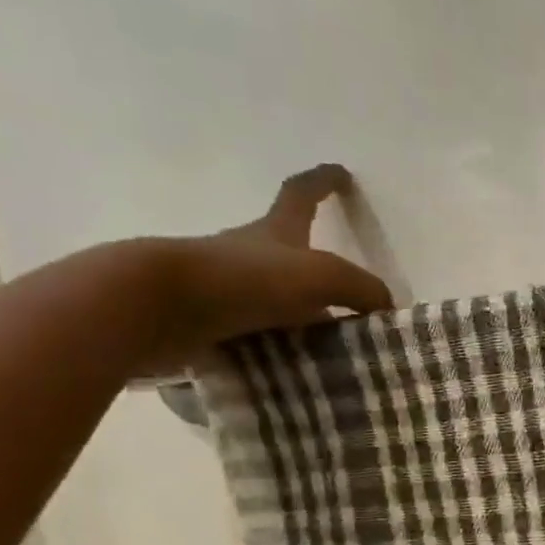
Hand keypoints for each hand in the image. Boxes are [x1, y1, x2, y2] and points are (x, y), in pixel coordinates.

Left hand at [149, 163, 392, 371]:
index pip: (301, 193)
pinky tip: (296, 370)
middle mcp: (248, 252)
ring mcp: (226, 288)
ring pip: (273, 298)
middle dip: (317, 269)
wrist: (158, 306)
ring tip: (331, 349)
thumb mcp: (321, 276)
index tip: (340, 173)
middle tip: (351, 302)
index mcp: (274, 230)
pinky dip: (278, 348)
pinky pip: (256, 334)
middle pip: (289, 251)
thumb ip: (362, 289)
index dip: (323, 182)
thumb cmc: (245, 279)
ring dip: (299, 316)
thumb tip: (386, 309)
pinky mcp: (209, 323)